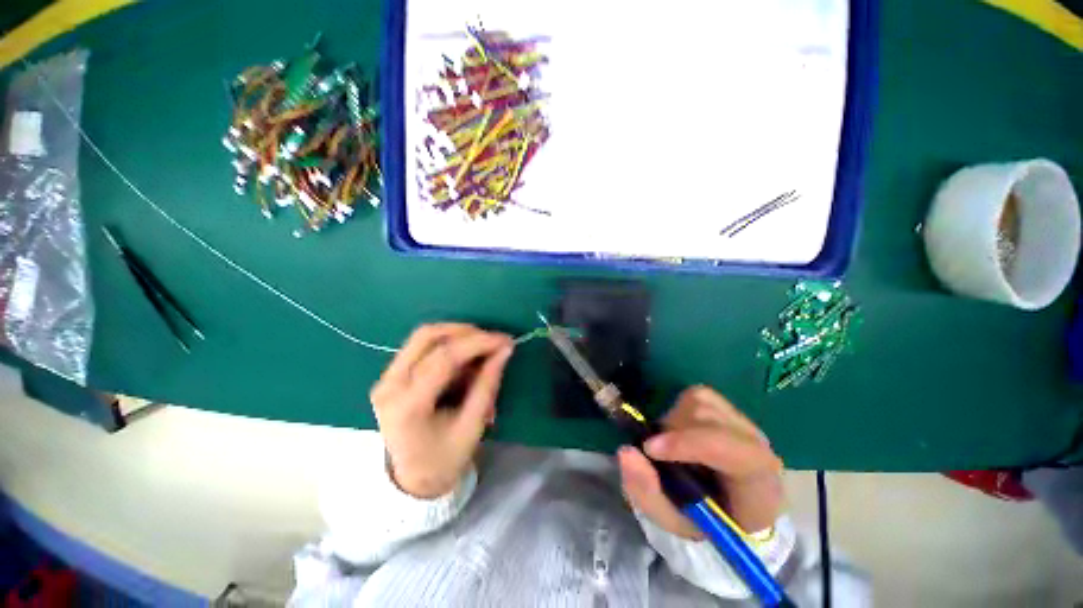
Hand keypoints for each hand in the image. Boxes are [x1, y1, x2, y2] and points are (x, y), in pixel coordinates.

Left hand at [371, 323, 512, 498]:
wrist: (412, 478)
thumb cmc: (445, 458)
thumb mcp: (473, 426)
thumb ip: (488, 384)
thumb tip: (504, 349)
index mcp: (408, 407)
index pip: (444, 358)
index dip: (477, 343)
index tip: (504, 340)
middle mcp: (389, 386)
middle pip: (427, 336)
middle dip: (466, 332)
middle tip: (492, 340)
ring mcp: (386, 378)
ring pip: (423, 336)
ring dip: (457, 335)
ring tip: (481, 348)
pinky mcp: (390, 375)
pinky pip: (421, 346)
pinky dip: (448, 344)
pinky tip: (465, 357)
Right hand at [618, 386, 783, 538]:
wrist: (735, 507)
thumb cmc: (708, 519)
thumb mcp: (674, 520)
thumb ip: (648, 493)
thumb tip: (625, 451)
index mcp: (756, 479)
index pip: (728, 448)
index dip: (686, 443)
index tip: (649, 449)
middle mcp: (754, 441)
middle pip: (706, 416)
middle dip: (672, 432)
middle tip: (658, 455)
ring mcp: (742, 420)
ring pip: (698, 401)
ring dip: (672, 422)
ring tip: (672, 446)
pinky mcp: (727, 407)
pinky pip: (695, 395)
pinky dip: (677, 410)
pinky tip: (680, 432)